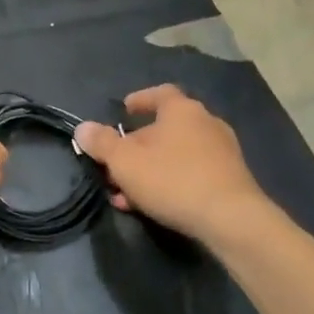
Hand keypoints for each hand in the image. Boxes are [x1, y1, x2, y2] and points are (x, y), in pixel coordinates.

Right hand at [75, 86, 265, 243]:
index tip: (125, 110)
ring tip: (129, 193)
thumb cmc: (172, 179)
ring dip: (151, 168)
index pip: (160, 94)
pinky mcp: (231, 178)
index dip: (140, 100)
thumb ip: (102, 143)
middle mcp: (206, 123)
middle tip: (117, 164)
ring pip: (177, 154)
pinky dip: (170, 181)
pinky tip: (154, 204)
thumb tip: (83, 128)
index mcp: (182, 110)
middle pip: (165, 128)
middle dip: (138, 145)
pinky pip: (192, 172)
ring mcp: (223, 151)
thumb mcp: (125, 162)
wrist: (230, 219)